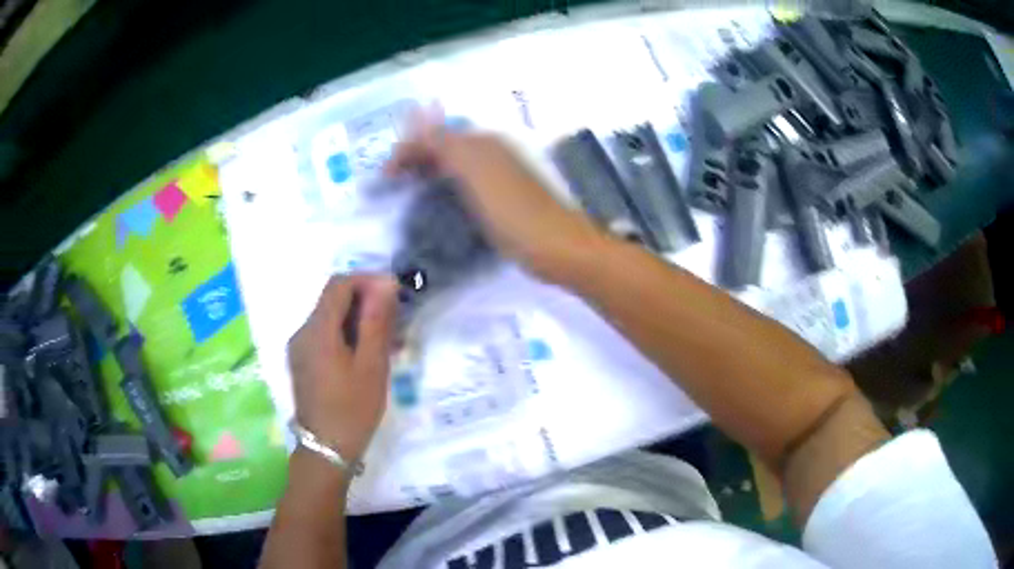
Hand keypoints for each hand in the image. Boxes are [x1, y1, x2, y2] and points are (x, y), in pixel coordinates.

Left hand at [287, 274, 397, 462]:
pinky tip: (365, 355)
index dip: (367, 281)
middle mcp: (302, 331)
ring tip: (386, 341)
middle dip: (365, 302)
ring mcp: (299, 347)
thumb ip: (376, 321)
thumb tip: (385, 283)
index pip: (339, 284)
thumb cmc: (352, 409)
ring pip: (329, 318)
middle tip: (395, 322)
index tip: (393, 295)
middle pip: (333, 300)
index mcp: (317, 329)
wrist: (326, 449)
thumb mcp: (371, 365)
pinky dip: (346, 335)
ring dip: (357, 320)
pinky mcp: (301, 361)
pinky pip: (324, 336)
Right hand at [385, 107, 604, 283]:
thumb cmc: (513, 211)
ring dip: (427, 173)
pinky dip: (444, 189)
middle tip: (391, 187)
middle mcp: (489, 153)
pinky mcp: (501, 200)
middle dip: (415, 160)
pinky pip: (463, 185)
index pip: (433, 136)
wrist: (555, 247)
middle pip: (443, 147)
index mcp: (481, 143)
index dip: (406, 151)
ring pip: (452, 165)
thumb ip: (445, 144)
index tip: (384, 180)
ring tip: (407, 195)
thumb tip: (417, 120)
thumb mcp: (475, 172)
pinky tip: (437, 206)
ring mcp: (497, 176)